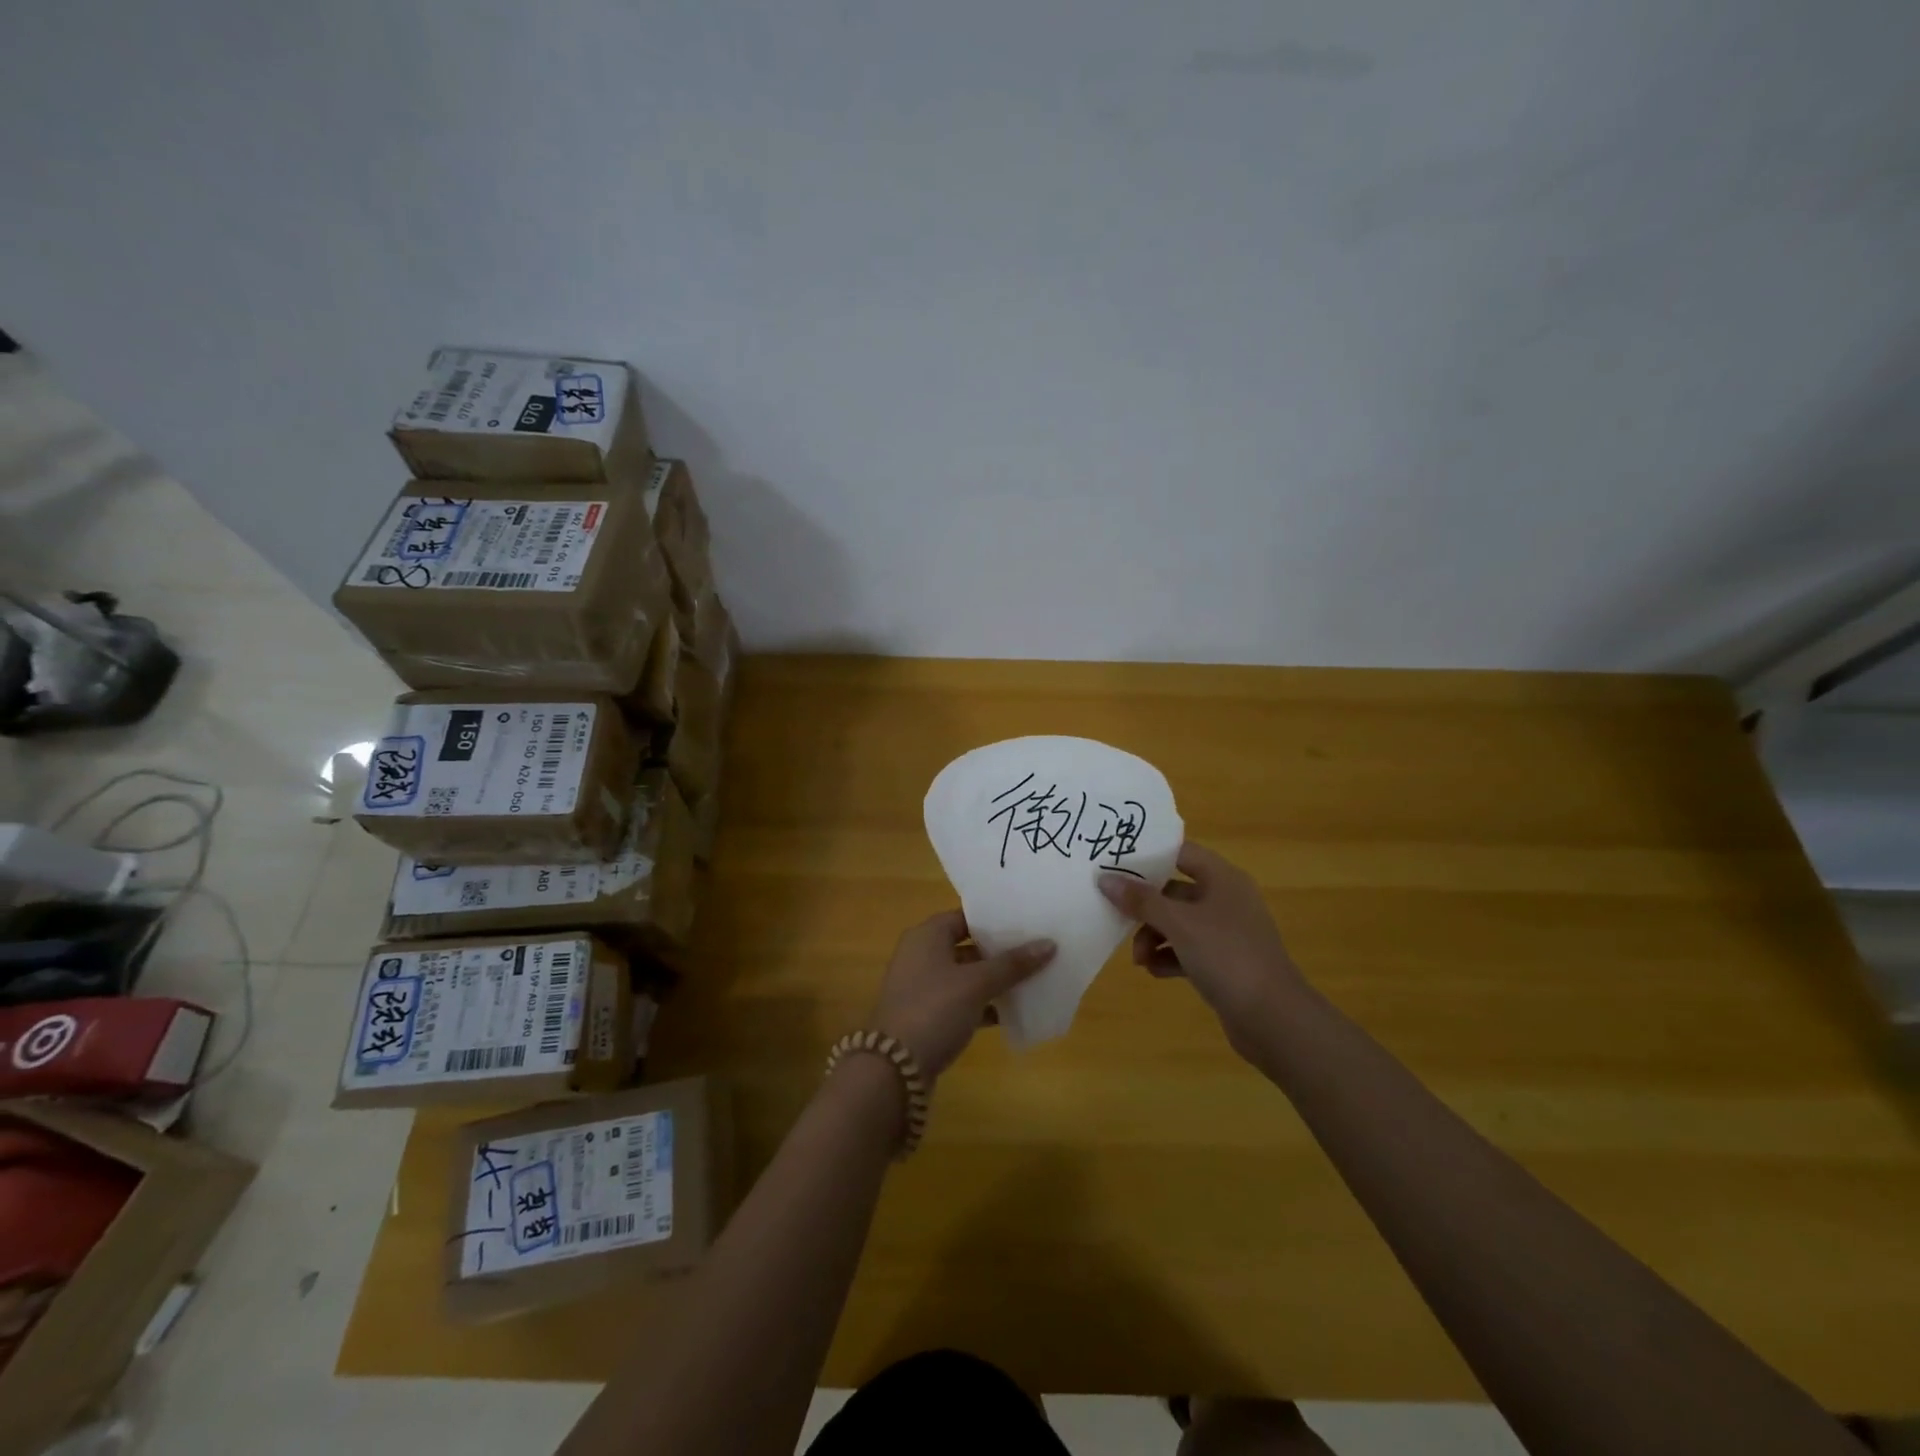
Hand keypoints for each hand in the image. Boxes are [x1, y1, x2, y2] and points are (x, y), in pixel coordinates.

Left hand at [870, 910, 1055, 1079]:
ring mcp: (922, 987)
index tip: (1027, 923)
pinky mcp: (927, 1016)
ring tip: (1032, 979)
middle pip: (966, 945)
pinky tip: (1011, 1013)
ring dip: (993, 980)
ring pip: (965, 976)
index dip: (995, 920)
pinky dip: (983, 1005)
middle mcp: (920, 955)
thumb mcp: (976, 984)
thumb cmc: (934, 1010)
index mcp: (926, 935)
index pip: (965, 917)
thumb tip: (1050, 944)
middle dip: (999, 951)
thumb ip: (1012, 964)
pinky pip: (961, 1002)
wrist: (894, 1069)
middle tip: (1036, 950)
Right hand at [1099, 842, 1303, 1043]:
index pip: (1180, 852)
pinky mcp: (1225, 962)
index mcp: (1222, 879)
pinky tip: (1153, 971)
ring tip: (1138, 959)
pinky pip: (1188, 949)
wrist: (1273, 1018)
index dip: (1149, 856)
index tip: (1114, 863)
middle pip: (1174, 890)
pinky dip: (1169, 956)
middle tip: (1116, 916)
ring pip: (1179, 922)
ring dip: (1153, 936)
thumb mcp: (1179, 924)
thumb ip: (1141, 900)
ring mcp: (1227, 932)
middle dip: (1145, 906)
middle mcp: (1226, 899)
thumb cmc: (1226, 956)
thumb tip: (1105, 879)